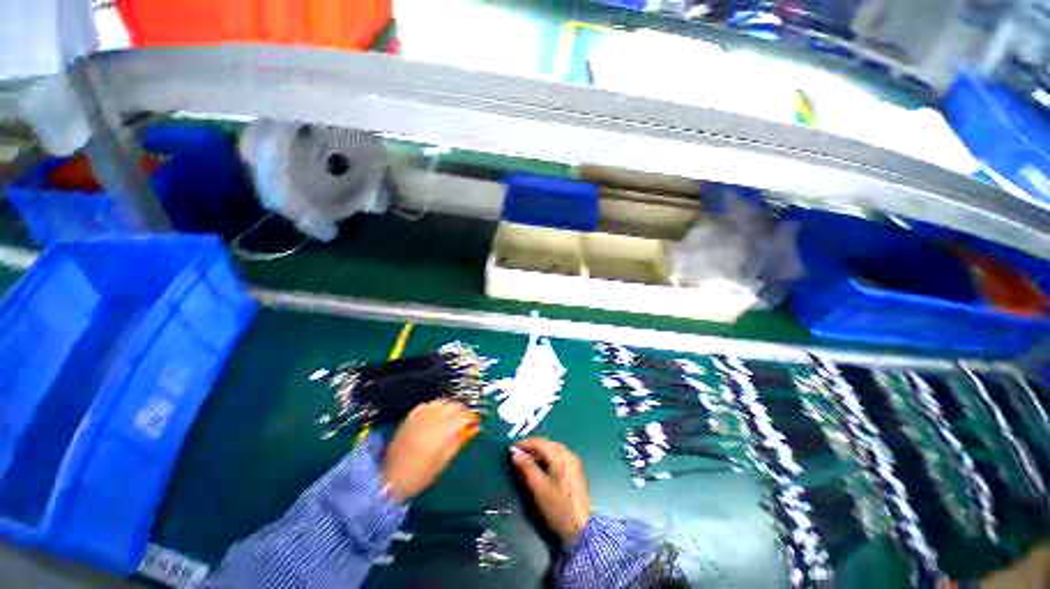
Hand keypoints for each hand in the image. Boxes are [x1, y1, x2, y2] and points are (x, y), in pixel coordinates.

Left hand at [382, 400, 478, 503]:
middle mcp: (431, 418)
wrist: (390, 477)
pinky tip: (437, 416)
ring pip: (443, 402)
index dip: (472, 418)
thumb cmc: (420, 475)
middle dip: (463, 412)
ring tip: (452, 418)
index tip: (475, 424)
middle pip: (454, 405)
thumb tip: (473, 428)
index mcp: (440, 431)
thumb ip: (459, 441)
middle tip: (465, 422)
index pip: (463, 416)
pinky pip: (430, 404)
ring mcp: (420, 414)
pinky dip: (437, 407)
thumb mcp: (444, 461)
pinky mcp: (411, 414)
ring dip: (451, 408)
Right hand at [511, 438, 591, 544]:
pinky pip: (557, 457)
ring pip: (552, 450)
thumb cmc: (558, 507)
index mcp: (561, 456)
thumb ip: (526, 467)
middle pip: (547, 444)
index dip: (524, 444)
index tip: (511, 449)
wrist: (580, 529)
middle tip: (517, 455)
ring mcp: (573, 462)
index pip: (540, 443)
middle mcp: (568, 454)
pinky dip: (546, 458)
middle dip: (531, 447)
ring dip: (538, 452)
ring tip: (525, 461)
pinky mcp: (574, 471)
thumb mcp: (538, 487)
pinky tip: (539, 467)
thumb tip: (515, 453)